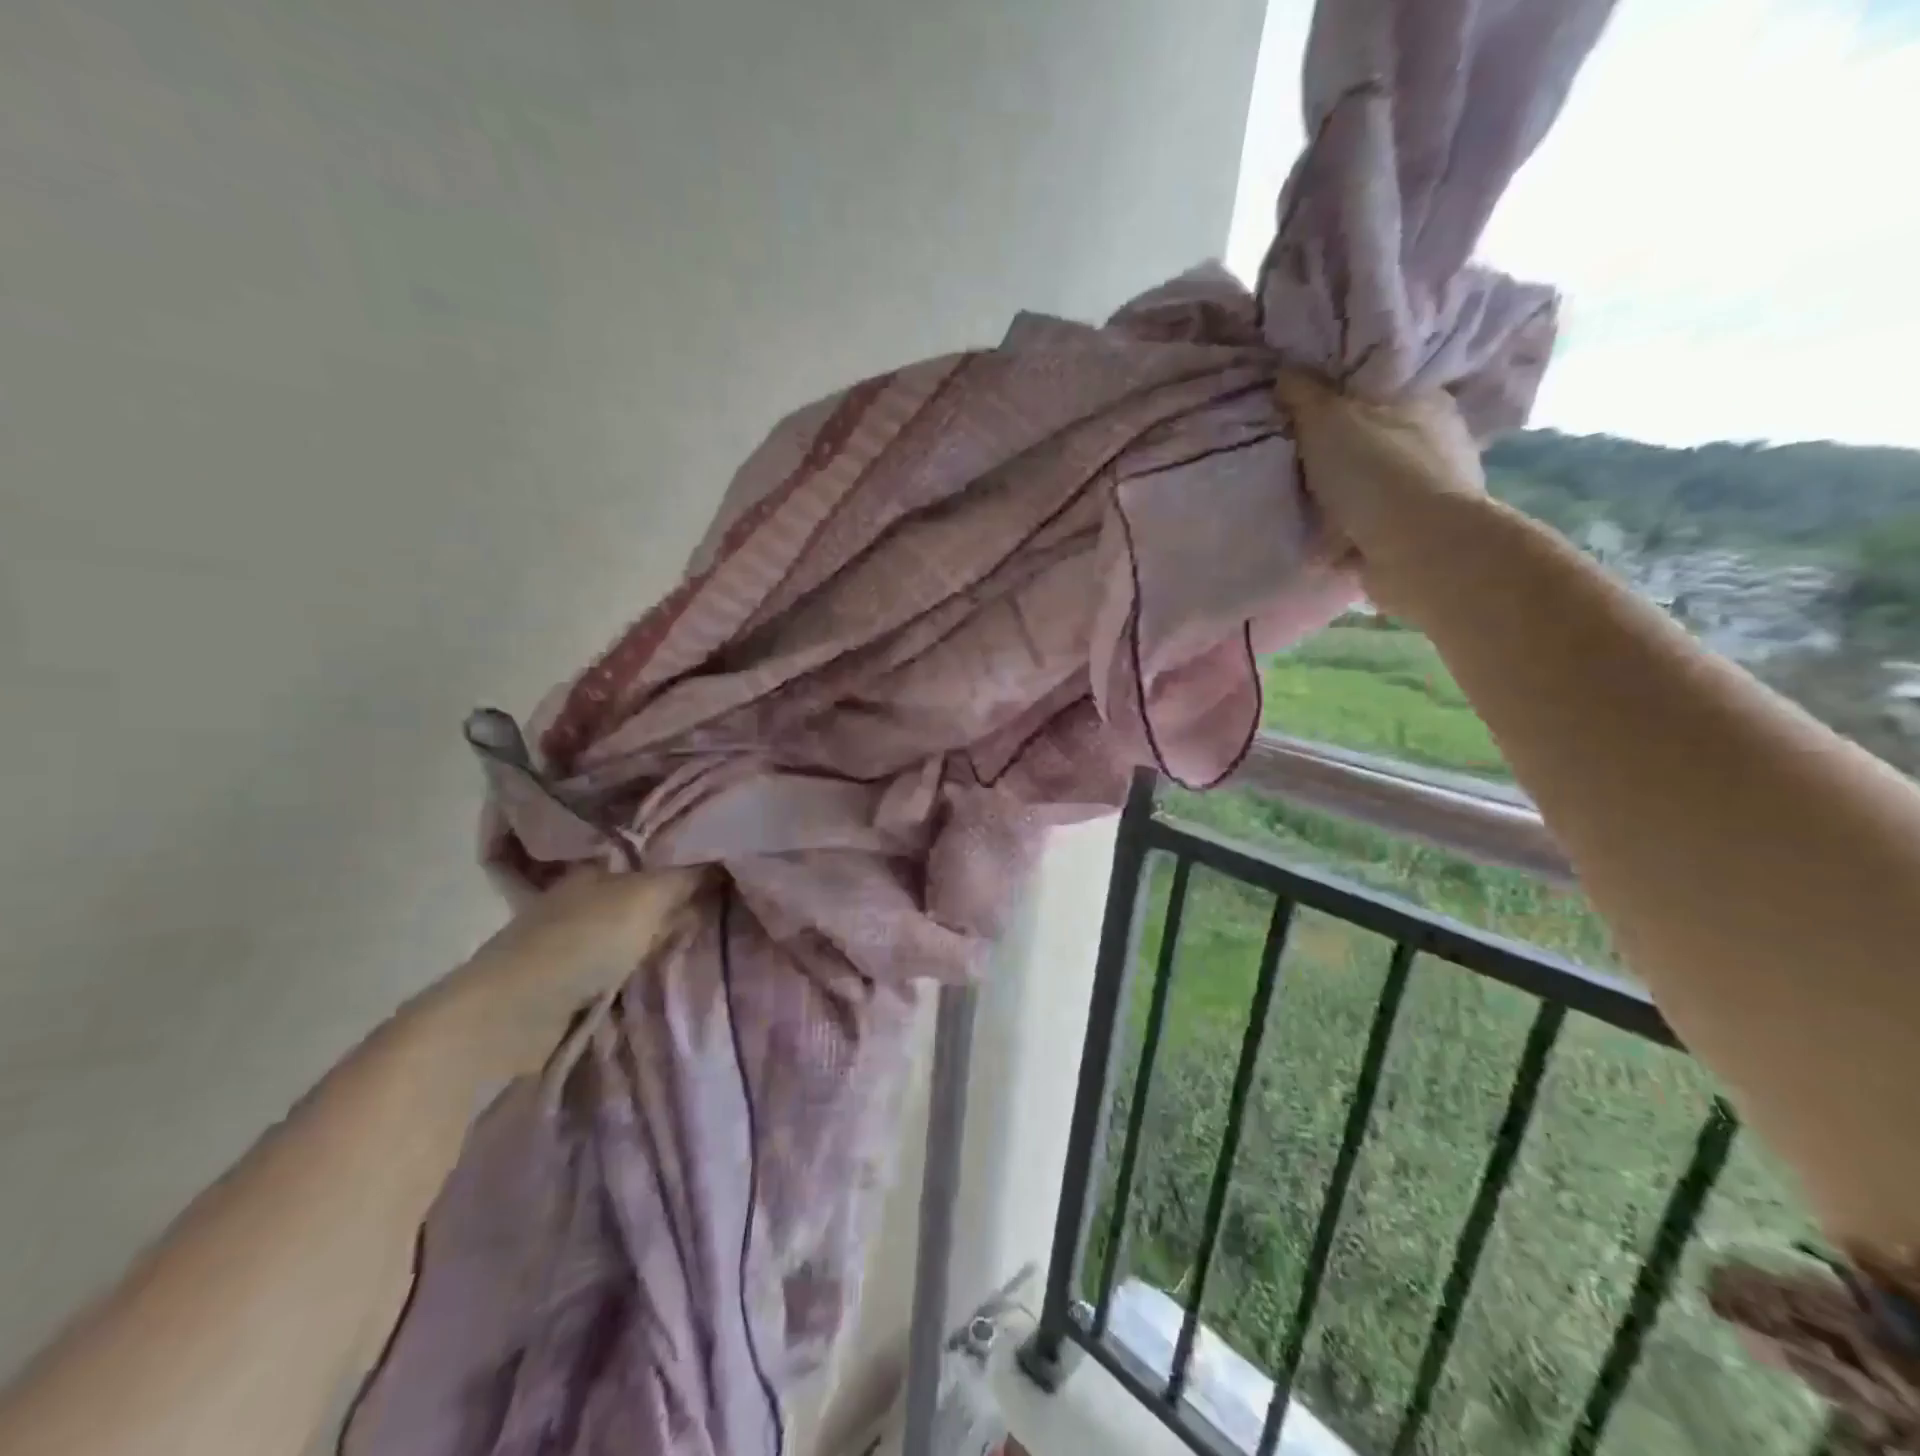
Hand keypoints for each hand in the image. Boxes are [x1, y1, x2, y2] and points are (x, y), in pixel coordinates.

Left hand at [408, 867, 707, 1078]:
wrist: (507, 1019)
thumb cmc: (579, 944)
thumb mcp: (645, 898)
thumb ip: (685, 875)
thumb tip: (722, 852)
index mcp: (598, 866)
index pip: (654, 850)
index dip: (690, 854)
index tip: (730, 864)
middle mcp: (586, 895)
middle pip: (648, 889)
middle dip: (683, 895)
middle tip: (731, 900)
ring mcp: (576, 938)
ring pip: (639, 925)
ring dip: (666, 932)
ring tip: (712, 933)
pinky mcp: (572, 978)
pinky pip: (627, 958)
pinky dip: (648, 960)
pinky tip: (672, 963)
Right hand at [1275, 370, 1487, 580]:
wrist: (1418, 549)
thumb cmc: (1376, 472)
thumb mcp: (1327, 420)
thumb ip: (1304, 394)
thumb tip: (1286, 370)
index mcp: (1424, 400)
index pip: (1380, 387)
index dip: (1341, 397)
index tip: (1304, 412)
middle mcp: (1437, 440)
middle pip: (1374, 439)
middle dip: (1340, 454)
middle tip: (1296, 464)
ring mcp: (1432, 490)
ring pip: (1374, 487)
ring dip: (1344, 501)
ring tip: (1302, 510)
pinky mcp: (1420, 534)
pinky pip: (1372, 529)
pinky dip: (1349, 537)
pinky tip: (1320, 545)